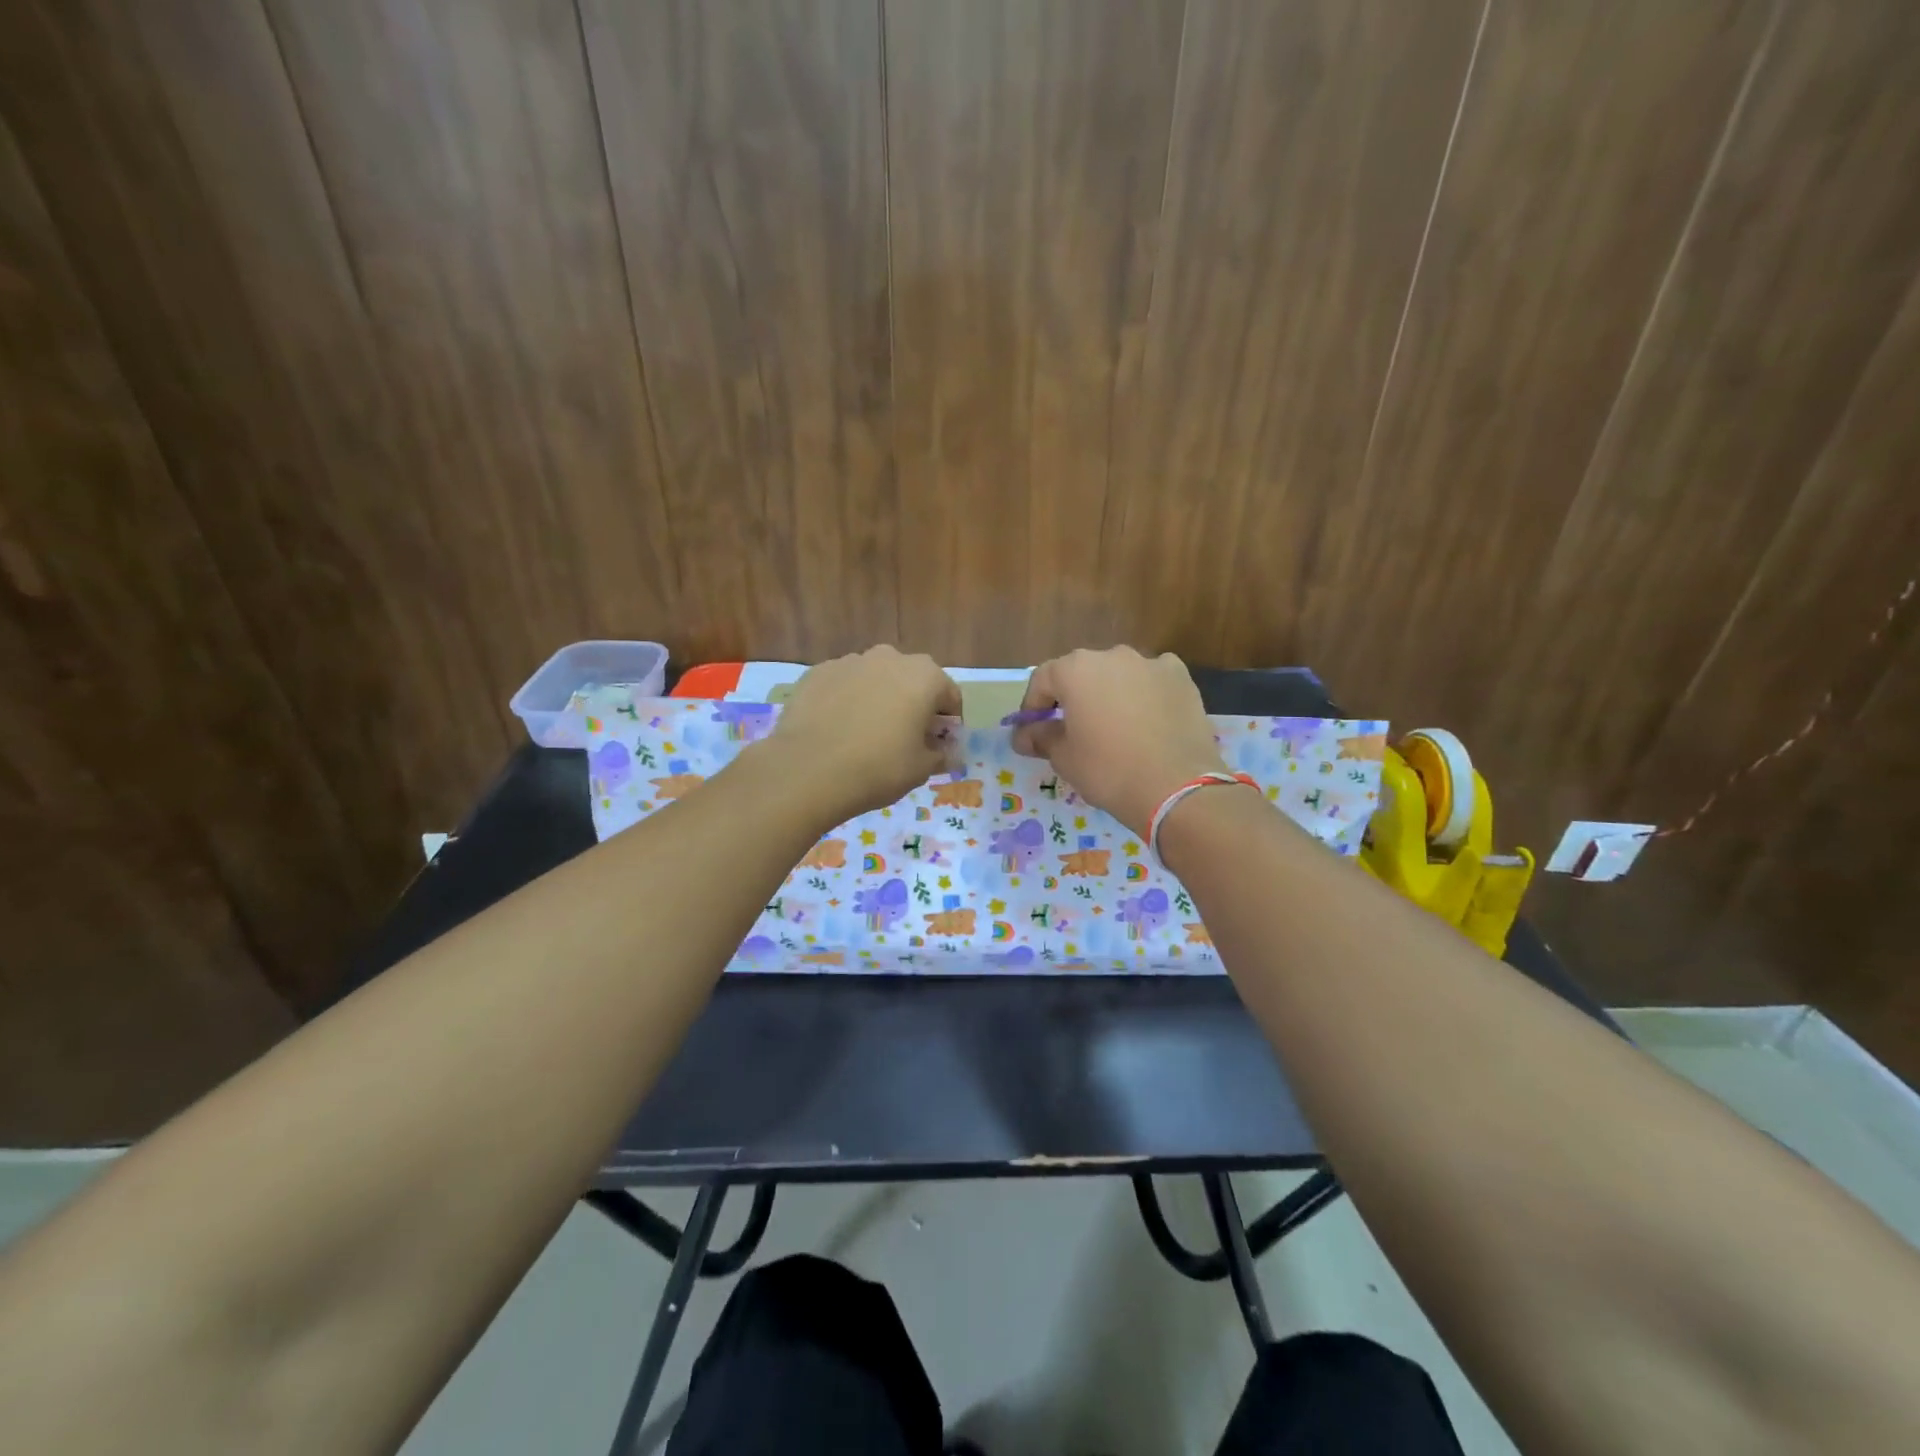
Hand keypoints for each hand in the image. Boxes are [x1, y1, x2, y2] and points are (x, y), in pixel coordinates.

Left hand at [764, 646, 961, 822]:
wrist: (808, 769)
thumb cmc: (878, 767)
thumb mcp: (921, 769)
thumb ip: (941, 755)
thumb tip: (947, 753)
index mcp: (924, 676)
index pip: (950, 695)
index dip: (949, 723)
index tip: (941, 745)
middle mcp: (889, 658)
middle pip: (912, 680)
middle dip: (915, 705)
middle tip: (907, 738)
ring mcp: (849, 661)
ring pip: (876, 679)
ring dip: (880, 699)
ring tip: (868, 734)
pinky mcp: (817, 672)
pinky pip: (843, 685)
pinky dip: (847, 700)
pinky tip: (838, 729)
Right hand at [1013, 647, 1226, 836]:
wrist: (1177, 787)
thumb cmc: (1108, 770)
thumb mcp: (1064, 758)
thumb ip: (1041, 738)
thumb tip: (1025, 735)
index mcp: (1076, 669)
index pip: (1042, 680)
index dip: (1033, 706)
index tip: (1032, 731)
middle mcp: (1112, 656)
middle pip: (1081, 673)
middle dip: (1072, 698)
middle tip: (1071, 730)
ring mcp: (1151, 663)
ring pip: (1118, 675)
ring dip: (1109, 694)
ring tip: (1112, 728)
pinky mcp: (1182, 679)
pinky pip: (1152, 682)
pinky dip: (1144, 695)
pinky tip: (1146, 722)